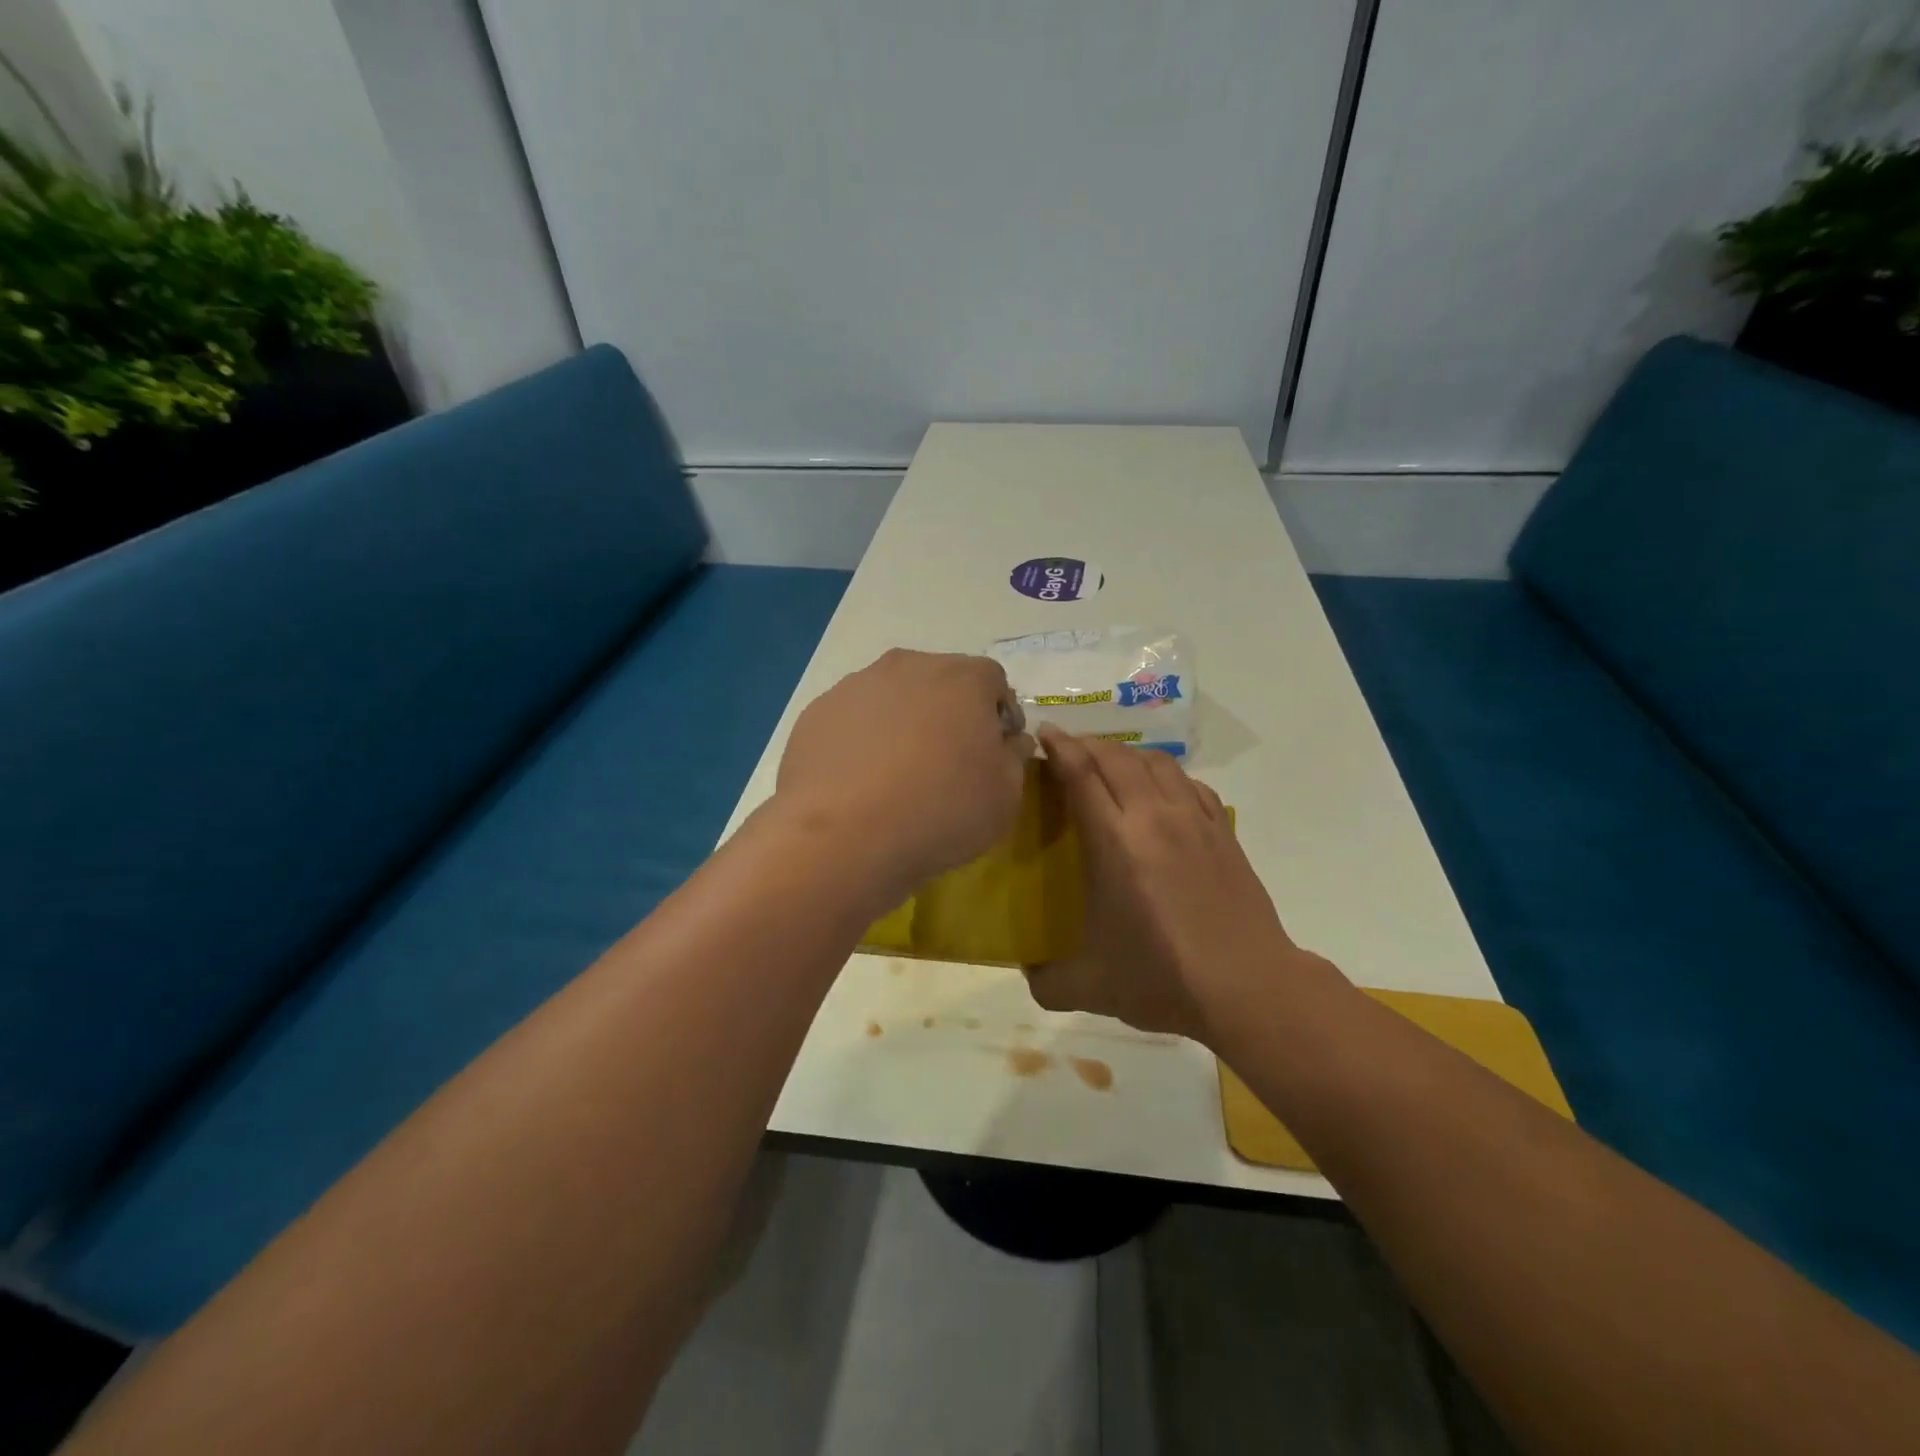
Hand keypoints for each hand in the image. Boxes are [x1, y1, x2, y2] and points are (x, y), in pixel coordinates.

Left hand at [775, 650, 1033, 890]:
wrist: (846, 836)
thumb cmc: (942, 811)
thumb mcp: (1006, 795)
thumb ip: (1014, 757)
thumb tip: (1010, 740)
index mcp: (964, 678)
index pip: (993, 681)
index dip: (999, 714)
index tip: (995, 749)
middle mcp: (909, 666)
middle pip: (940, 681)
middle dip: (950, 712)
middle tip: (948, 760)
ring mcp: (857, 686)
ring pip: (893, 697)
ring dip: (903, 722)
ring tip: (898, 773)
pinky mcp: (817, 713)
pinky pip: (853, 720)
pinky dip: (863, 740)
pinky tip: (861, 781)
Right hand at [1024, 727, 1301, 1041]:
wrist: (1247, 986)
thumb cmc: (1162, 979)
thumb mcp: (1090, 988)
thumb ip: (1046, 981)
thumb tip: (1027, 973)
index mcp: (1114, 842)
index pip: (1081, 773)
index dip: (1059, 746)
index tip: (1043, 733)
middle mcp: (1153, 817)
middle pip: (1115, 756)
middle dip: (1086, 743)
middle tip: (1066, 749)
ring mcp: (1193, 820)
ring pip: (1156, 762)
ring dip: (1126, 753)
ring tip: (1110, 764)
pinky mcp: (1222, 831)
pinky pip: (1189, 783)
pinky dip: (1166, 774)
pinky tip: (1160, 791)